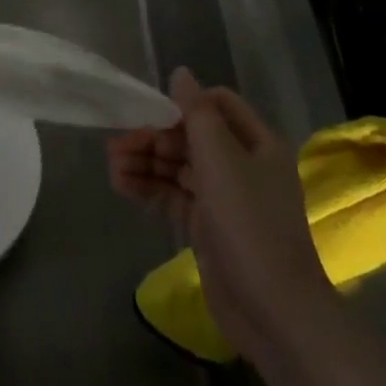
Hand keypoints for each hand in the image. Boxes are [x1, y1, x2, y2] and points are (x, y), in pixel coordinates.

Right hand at [108, 67, 331, 358]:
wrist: (274, 313)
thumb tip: (181, 73)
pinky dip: (150, 189)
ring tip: (112, 166)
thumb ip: (196, 113)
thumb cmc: (249, 224)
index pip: (217, 105)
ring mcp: (225, 198)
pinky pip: (174, 196)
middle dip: (154, 137)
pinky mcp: (208, 227)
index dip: (183, 104)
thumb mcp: (220, 159)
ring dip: (147, 162)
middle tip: (116, 145)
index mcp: (257, 143)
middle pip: (192, 136)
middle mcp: (243, 165)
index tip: (151, 113)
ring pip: (179, 167)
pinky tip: (122, 186)